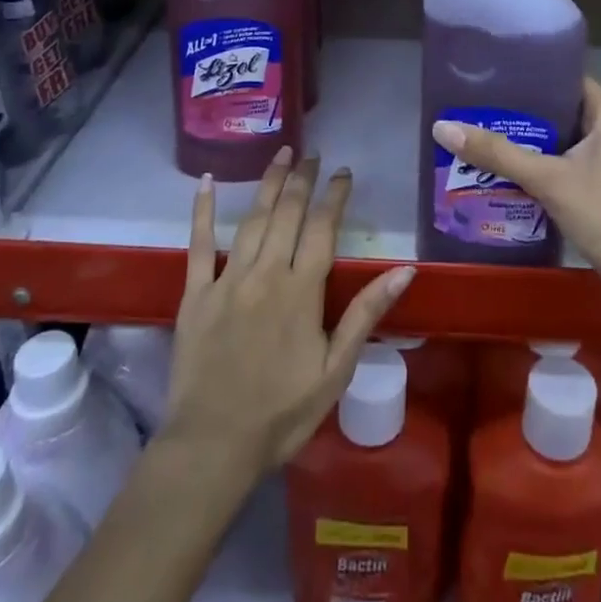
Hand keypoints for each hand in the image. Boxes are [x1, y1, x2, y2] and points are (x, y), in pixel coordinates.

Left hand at [164, 150, 415, 478]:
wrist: (212, 446)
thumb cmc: (282, 412)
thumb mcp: (336, 369)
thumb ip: (366, 314)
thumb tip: (405, 270)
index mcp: (301, 290)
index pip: (322, 228)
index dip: (334, 196)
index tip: (343, 172)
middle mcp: (266, 274)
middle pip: (287, 214)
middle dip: (302, 179)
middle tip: (312, 154)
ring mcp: (228, 280)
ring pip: (252, 220)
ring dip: (268, 184)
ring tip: (280, 155)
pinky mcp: (195, 294)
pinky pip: (199, 245)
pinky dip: (203, 211)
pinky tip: (208, 183)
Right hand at [430, 79, 600, 352]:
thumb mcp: (546, 179)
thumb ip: (497, 153)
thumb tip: (442, 127)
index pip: (568, 79)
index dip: (534, 76)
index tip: (496, 77)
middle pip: (561, 110)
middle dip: (523, 113)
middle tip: (481, 107)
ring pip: (562, 140)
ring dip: (529, 142)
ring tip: (484, 135)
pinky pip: (566, 164)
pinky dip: (540, 165)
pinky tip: (506, 171)